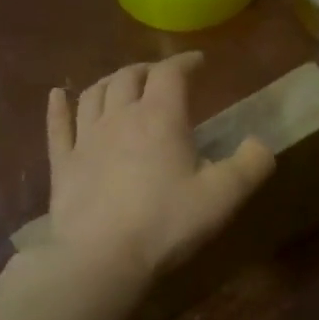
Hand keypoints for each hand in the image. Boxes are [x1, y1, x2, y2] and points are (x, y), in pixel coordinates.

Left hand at [43, 52, 275, 281]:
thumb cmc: (167, 222)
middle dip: (147, 70)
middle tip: (160, 76)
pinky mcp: (62, 164)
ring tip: (120, 84)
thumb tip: (260, 143)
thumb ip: (251, 165)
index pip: (171, 73)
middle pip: (129, 77)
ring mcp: (85, 139)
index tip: (198, 62)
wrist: (102, 258)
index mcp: (160, 117)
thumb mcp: (224, 196)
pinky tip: (57, 95)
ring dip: (110, 82)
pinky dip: (58, 106)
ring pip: (93, 94)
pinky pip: (58, 126)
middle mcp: (119, 116)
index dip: (185, 62)